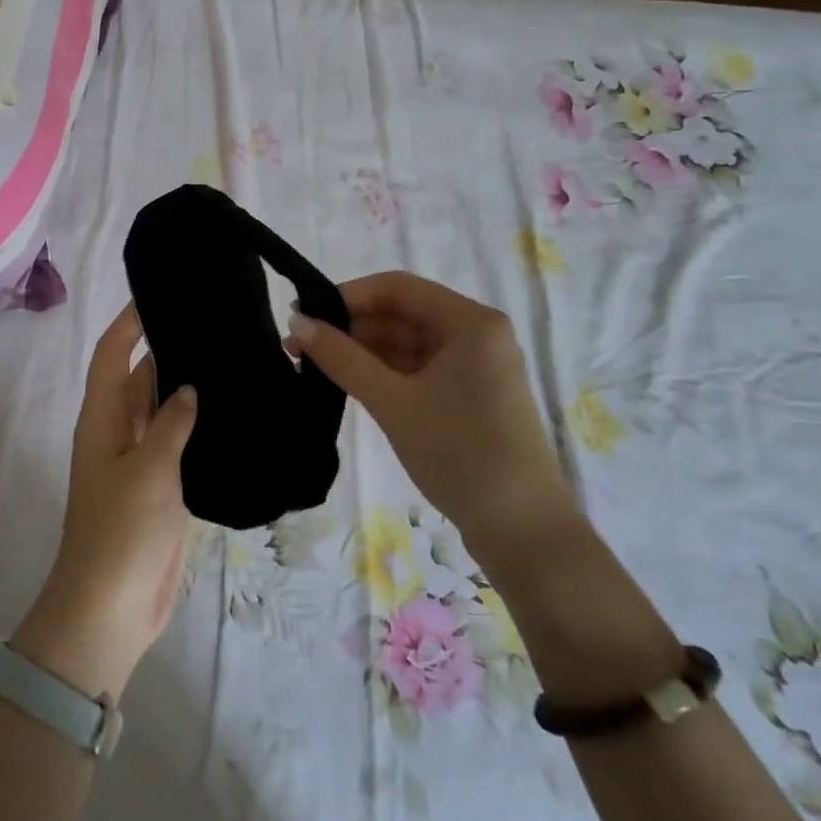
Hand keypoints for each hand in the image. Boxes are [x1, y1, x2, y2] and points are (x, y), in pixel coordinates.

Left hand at [15, 303, 196, 700]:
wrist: (112, 610)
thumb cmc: (121, 531)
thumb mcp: (148, 468)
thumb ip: (171, 421)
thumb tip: (190, 387)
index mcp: (102, 419)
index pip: (112, 355)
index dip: (129, 323)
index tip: (158, 294)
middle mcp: (119, 432)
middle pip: (142, 378)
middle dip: (169, 350)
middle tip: (214, 324)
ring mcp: (141, 461)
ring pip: (165, 411)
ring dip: (188, 389)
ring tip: (232, 359)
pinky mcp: (162, 488)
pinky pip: (180, 444)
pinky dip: (200, 427)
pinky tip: (234, 414)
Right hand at [289, 271, 577, 549]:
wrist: (523, 532)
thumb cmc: (459, 452)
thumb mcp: (393, 401)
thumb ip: (342, 358)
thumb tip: (297, 322)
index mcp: (470, 321)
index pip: (397, 288)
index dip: (347, 296)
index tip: (304, 313)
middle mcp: (476, 334)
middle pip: (402, 314)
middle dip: (351, 327)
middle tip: (298, 344)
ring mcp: (475, 367)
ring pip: (408, 344)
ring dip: (363, 352)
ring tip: (312, 364)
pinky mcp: (469, 397)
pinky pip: (418, 370)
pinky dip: (384, 373)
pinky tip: (347, 382)